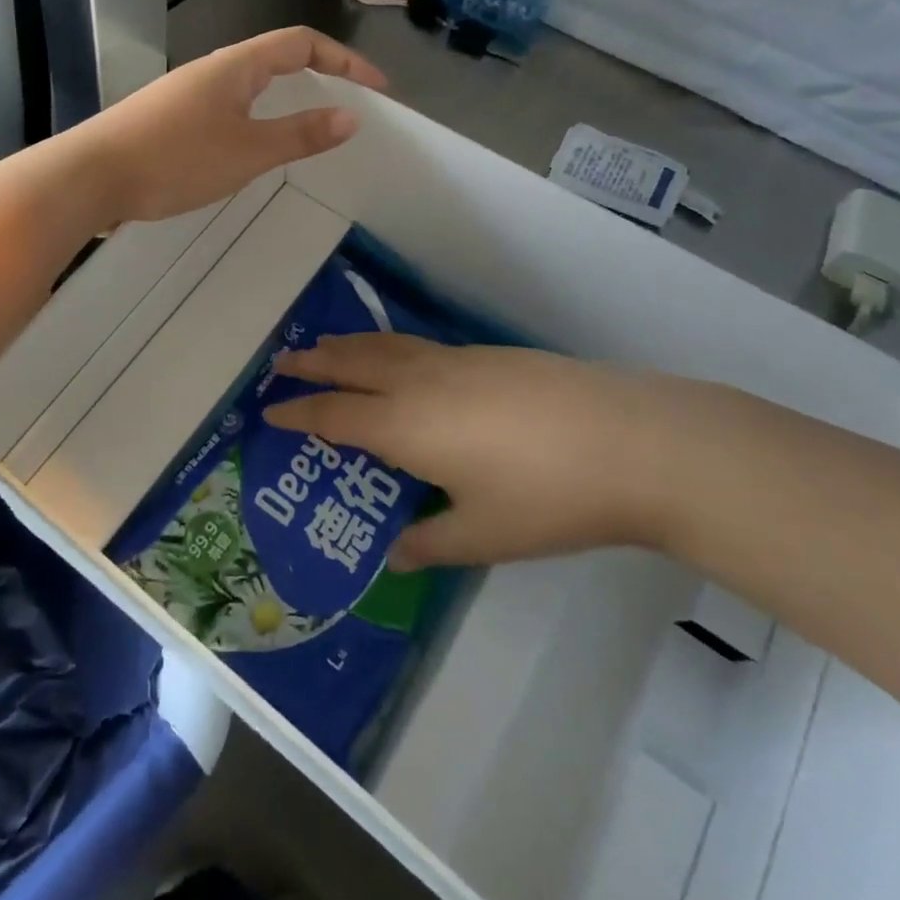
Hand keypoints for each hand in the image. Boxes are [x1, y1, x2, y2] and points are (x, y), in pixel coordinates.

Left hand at [77, 28, 386, 224]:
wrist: (90, 177)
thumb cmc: (174, 160)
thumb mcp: (247, 151)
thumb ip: (300, 135)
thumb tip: (351, 117)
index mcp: (235, 66)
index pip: (301, 44)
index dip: (344, 61)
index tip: (376, 89)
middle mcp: (211, 70)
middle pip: (275, 58)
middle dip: (318, 76)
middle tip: (346, 106)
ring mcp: (186, 94)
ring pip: (248, 85)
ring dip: (284, 99)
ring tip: (307, 128)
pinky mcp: (168, 119)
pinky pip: (226, 108)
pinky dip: (255, 119)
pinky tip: (251, 149)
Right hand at [265, 334, 707, 568]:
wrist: (630, 440)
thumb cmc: (548, 497)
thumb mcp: (484, 535)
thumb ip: (431, 543)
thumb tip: (394, 555)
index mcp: (405, 427)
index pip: (334, 415)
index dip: (298, 413)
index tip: (269, 410)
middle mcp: (418, 384)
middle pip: (350, 365)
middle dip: (311, 363)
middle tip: (282, 361)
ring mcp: (454, 361)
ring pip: (383, 346)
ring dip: (347, 346)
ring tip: (326, 346)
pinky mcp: (485, 353)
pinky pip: (415, 345)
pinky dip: (386, 345)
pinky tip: (396, 356)